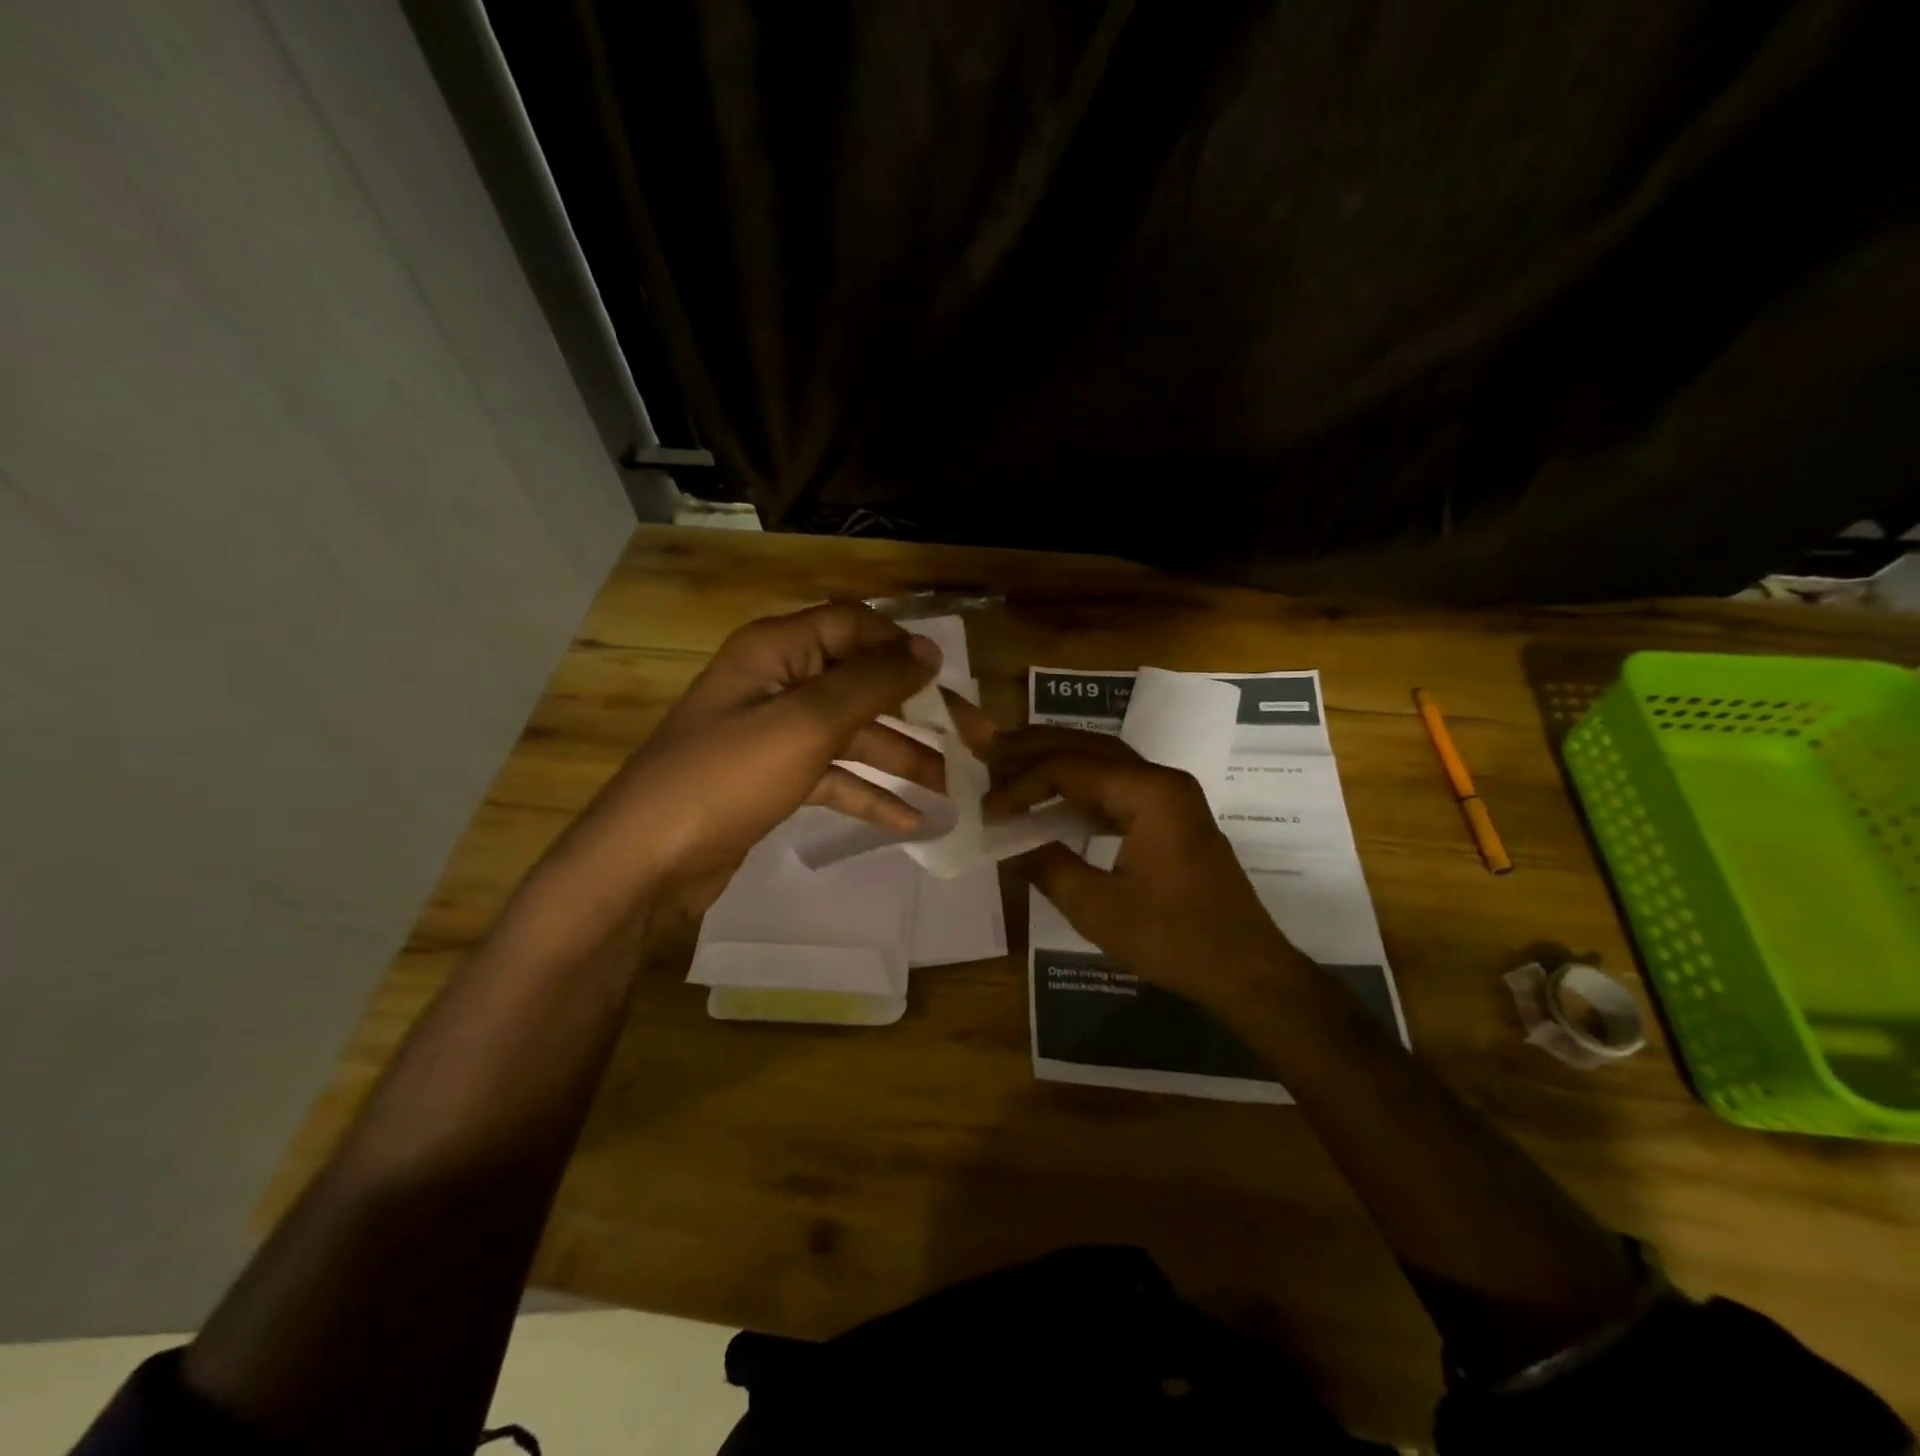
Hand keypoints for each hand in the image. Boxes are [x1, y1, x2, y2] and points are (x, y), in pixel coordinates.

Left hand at [543, 602, 989, 920]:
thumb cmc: (725, 778)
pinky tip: (911, 820)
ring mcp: (775, 733)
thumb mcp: (805, 723)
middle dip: (919, 710)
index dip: (903, 647)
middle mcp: (778, 681)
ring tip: (954, 788)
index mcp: (777, 650)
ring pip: (854, 733)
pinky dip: (870, 793)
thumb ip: (870, 683)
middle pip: (862, 683)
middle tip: (975, 740)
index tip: (950, 681)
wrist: (644, 862)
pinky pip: (834, 775)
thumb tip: (927, 650)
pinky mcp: (774, 779)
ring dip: (903, 757)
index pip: (854, 625)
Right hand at [985, 727, 1308, 1010]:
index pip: (1070, 767)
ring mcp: (1170, 797)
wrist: (1246, 970)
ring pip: (1103, 761)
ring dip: (1056, 760)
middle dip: (1035, 747)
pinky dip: (1078, 786)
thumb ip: (1048, 866)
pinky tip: (1051, 798)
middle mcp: (1161, 780)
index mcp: (1149, 793)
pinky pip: (1116, 785)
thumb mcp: (1099, 909)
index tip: (988, 809)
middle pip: (1089, 746)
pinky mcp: (1170, 817)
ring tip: (1010, 763)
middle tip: (989, 750)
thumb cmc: (1175, 940)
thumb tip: (1008, 841)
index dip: (1022, 783)